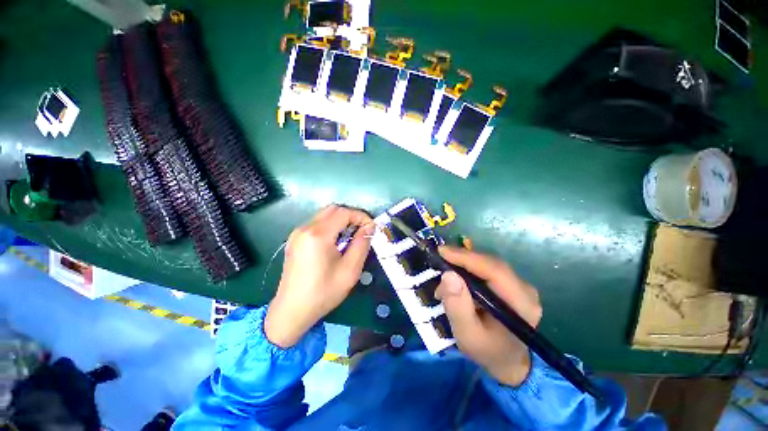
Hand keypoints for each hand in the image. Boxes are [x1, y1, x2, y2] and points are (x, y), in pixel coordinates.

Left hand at [265, 205, 373, 347]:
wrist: (291, 311)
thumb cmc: (323, 292)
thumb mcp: (350, 270)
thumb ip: (362, 244)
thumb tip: (369, 227)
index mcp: (318, 235)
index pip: (344, 212)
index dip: (361, 216)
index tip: (371, 228)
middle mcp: (305, 228)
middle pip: (333, 209)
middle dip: (351, 216)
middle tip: (362, 231)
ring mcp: (297, 233)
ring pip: (324, 215)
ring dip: (341, 221)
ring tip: (350, 238)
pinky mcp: (294, 239)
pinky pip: (316, 224)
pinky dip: (330, 226)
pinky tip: (335, 243)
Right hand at [435, 246, 541, 386]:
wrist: (507, 361)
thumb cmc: (487, 351)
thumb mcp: (467, 335)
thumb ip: (457, 307)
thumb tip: (448, 275)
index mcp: (521, 304)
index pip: (494, 270)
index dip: (467, 258)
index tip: (442, 252)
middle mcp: (525, 289)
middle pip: (490, 263)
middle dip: (462, 259)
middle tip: (439, 259)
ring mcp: (519, 285)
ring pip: (487, 264)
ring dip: (463, 265)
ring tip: (445, 276)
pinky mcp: (511, 284)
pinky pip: (487, 269)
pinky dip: (469, 270)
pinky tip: (456, 279)